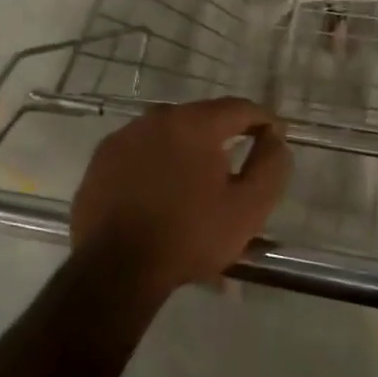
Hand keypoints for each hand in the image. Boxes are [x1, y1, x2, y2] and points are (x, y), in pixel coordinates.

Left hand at [70, 98, 291, 305]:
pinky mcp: (101, 159)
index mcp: (194, 123)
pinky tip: (162, 196)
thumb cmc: (189, 236)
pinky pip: (140, 154)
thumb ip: (270, 166)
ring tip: (196, 188)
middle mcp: (156, 118)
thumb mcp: (247, 208)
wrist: (115, 268)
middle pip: (201, 120)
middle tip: (235, 170)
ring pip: (168, 137)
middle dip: (223, 140)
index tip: (275, 137)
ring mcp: (124, 137)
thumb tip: (275, 138)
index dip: (263, 120)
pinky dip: (157, 167)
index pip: (239, 108)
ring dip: (187, 154)